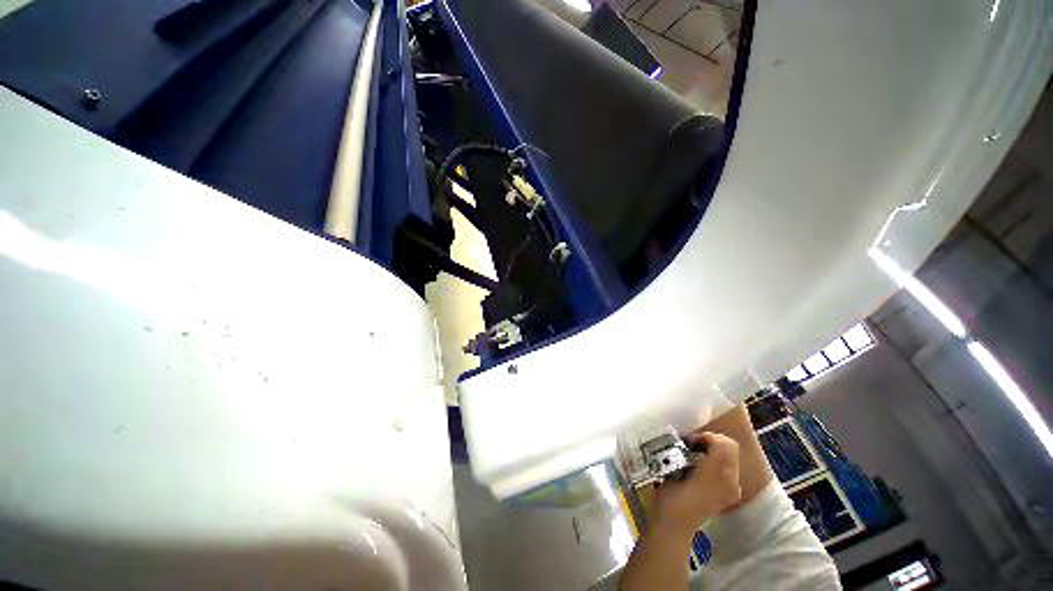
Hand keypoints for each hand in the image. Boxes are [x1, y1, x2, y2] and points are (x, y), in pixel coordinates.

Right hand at [653, 432, 741, 539]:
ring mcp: (733, 490)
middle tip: (691, 446)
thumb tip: (690, 440)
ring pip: (729, 458)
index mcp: (719, 472)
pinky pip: (729, 470)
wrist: (676, 523)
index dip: (706, 436)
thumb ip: (685, 450)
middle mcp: (732, 481)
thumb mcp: (674, 465)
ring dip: (712, 452)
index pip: (724, 442)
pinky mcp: (731, 495)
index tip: (689, 441)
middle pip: (729, 448)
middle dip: (710, 443)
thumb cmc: (672, 493)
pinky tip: (700, 469)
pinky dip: (716, 463)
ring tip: (694, 456)